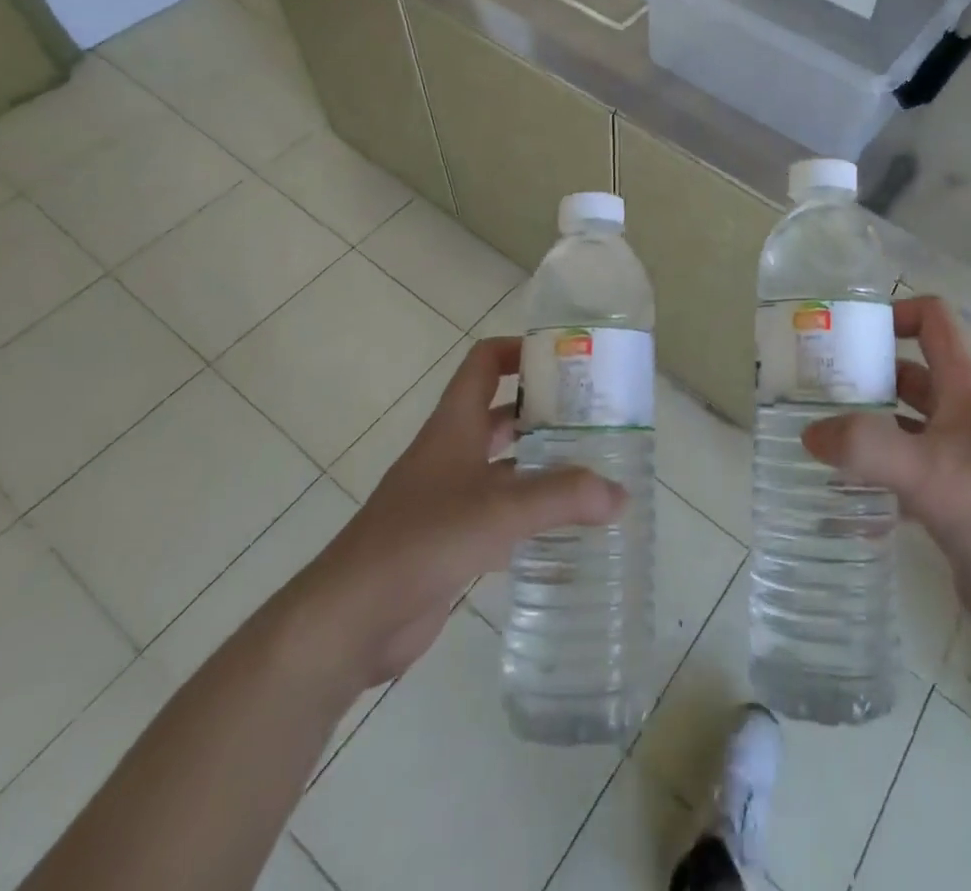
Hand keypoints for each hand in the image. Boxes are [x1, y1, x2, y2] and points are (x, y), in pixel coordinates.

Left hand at [279, 337, 626, 692]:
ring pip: (505, 466)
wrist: (350, 619)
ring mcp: (450, 498)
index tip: (567, 359)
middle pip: (502, 413)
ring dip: (543, 464)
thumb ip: (561, 498)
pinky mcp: (452, 540)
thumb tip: (620, 493)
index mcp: (454, 426)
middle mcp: (452, 453)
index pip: (484, 362)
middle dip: (546, 411)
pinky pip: (501, 514)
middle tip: (597, 418)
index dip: (520, 350)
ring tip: (595, 470)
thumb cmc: (419, 541)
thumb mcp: (497, 510)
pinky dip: (532, 514)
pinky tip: (568, 528)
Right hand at [803, 296, 970, 652]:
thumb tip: (810, 433)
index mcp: (967, 393)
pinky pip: (901, 478)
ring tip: (814, 438)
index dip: (894, 314)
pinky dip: (871, 480)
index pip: (934, 322)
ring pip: (901, 428)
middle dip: (863, 375)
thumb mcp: (934, 475)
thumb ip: (870, 448)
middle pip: (907, 374)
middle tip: (810, 389)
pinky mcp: (949, 505)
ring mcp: (956, 463)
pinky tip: (840, 500)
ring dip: (863, 428)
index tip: (845, 335)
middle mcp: (961, 419)